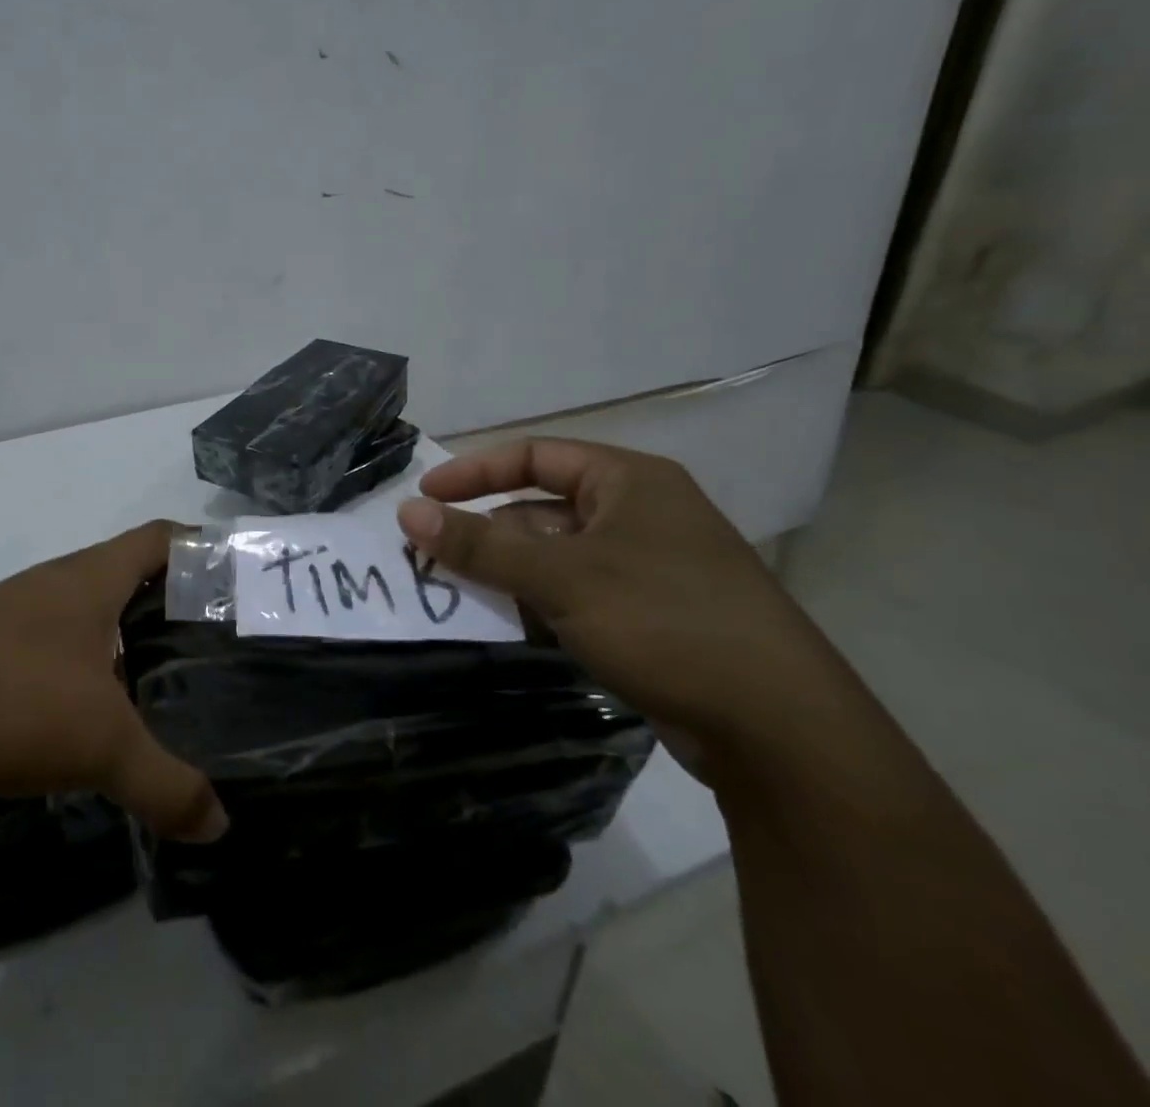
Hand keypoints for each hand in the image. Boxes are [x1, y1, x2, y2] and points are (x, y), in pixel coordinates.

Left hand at [0, 521, 228, 842]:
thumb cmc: (8, 698)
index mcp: (92, 577)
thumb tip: (219, 823)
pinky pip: (60, 638)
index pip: (163, 538)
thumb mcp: (99, 744)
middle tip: (217, 643)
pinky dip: (90, 660)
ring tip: (169, 678)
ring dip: (129, 633)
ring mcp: (20, 611)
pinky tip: (99, 708)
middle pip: (132, 571)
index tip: (239, 584)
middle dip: (175, 601)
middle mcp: (58, 581)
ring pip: (93, 607)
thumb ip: (166, 784)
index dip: (205, 550)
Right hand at [396, 440, 861, 767]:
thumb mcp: (561, 576)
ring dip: (507, 572)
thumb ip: (480, 544)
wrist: (780, 731)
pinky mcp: (649, 617)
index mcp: (630, 481)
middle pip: (540, 508)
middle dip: (486, 532)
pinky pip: (574, 595)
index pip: (534, 455)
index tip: (424, 498)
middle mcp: (640, 514)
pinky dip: (537, 604)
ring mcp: (647, 568)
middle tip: (430, 555)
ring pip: (554, 557)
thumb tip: (406, 512)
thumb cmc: (665, 622)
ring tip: (457, 593)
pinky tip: (506, 626)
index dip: (473, 472)